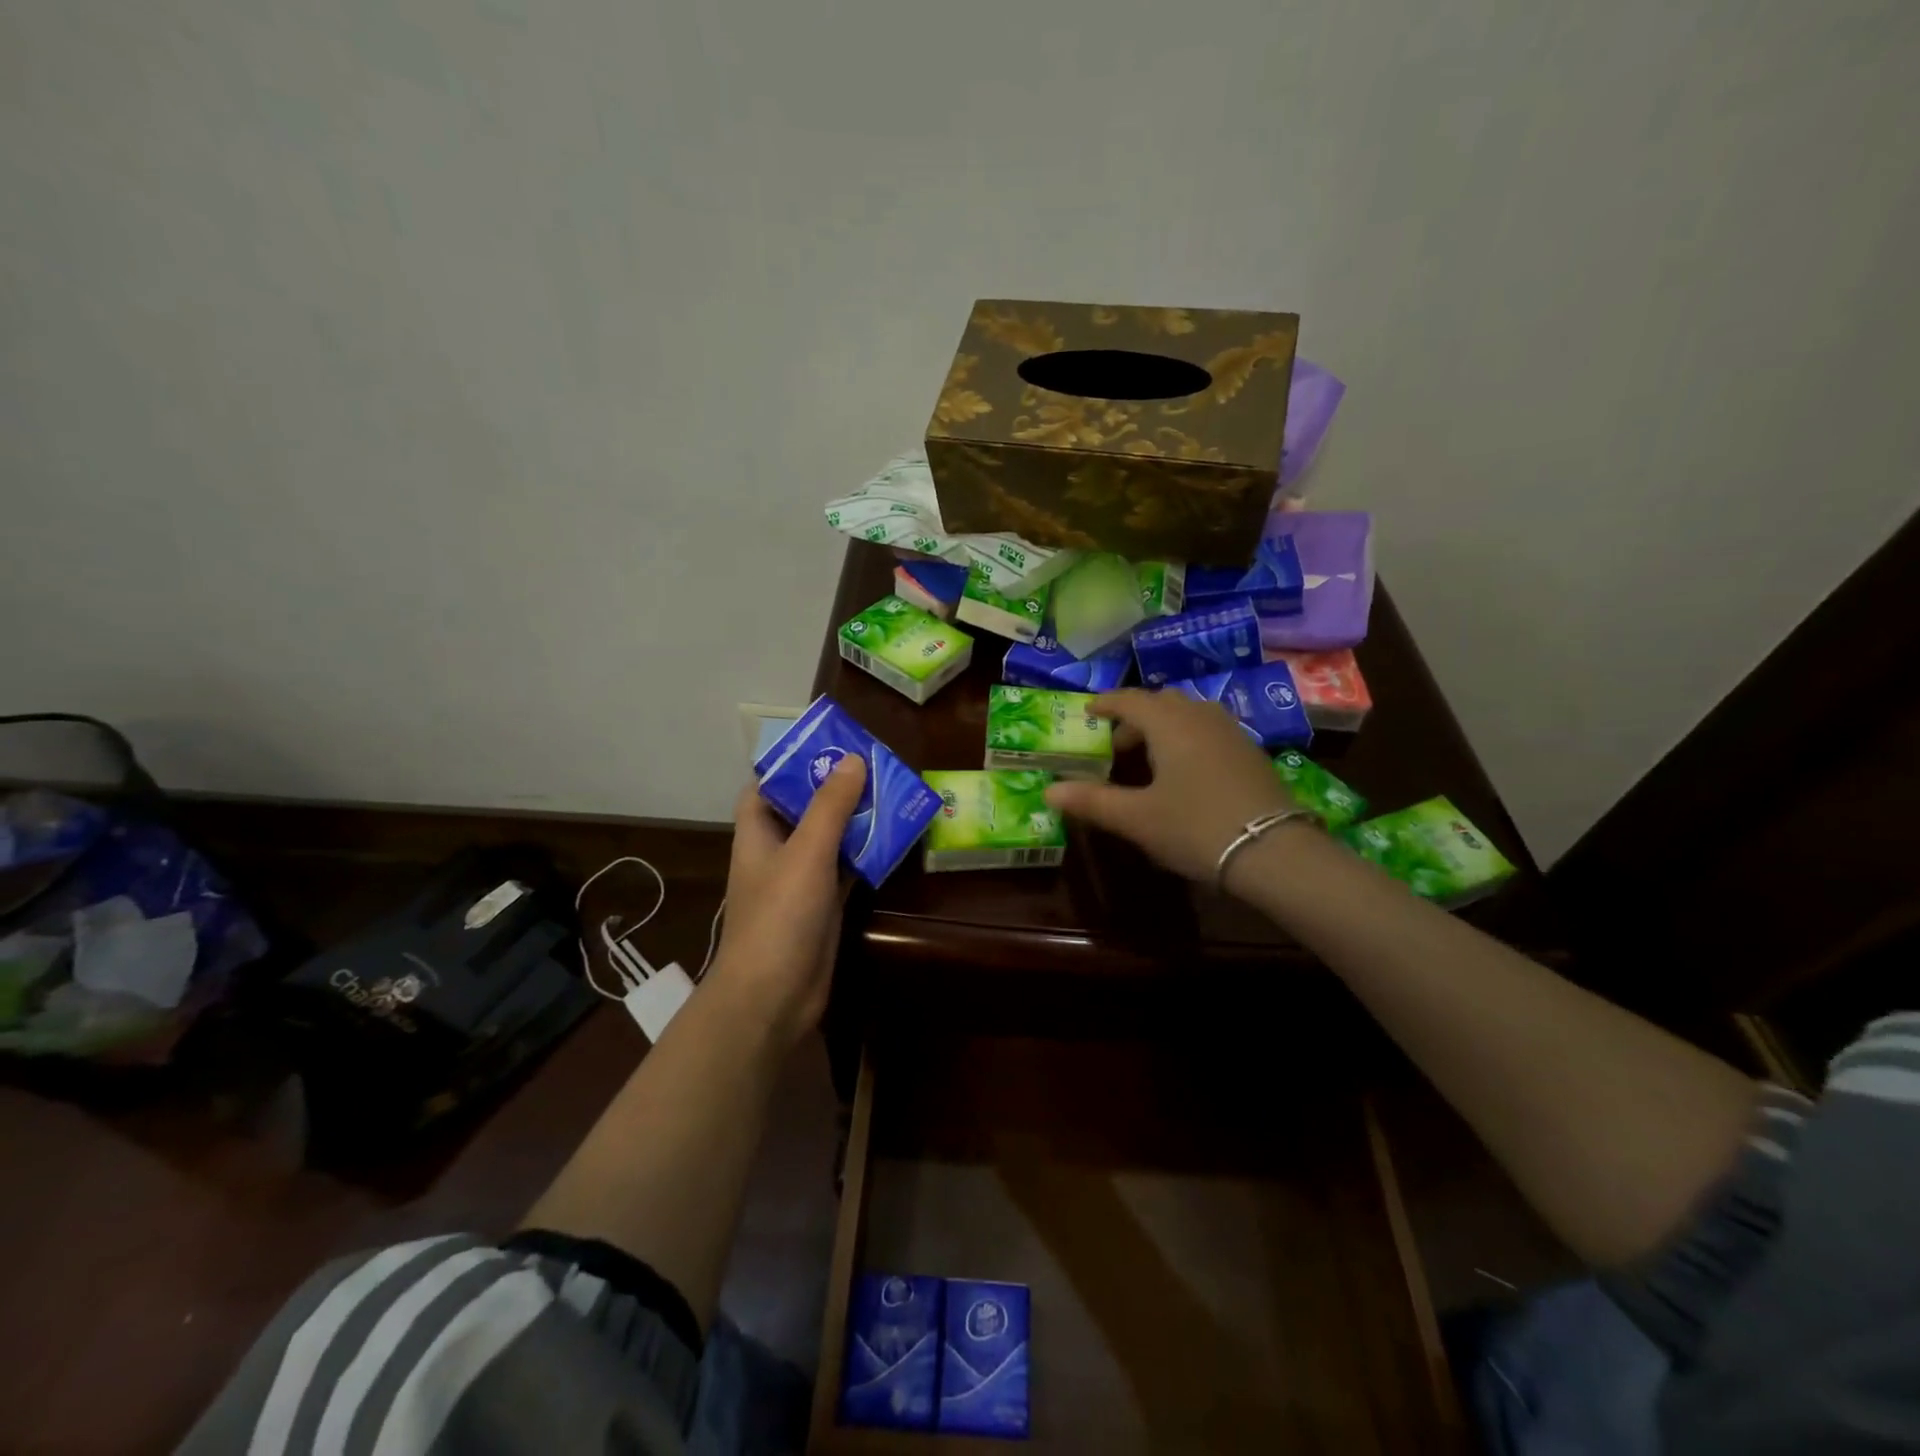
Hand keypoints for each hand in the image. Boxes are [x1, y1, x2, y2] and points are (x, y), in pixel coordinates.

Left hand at [705, 757, 865, 1046]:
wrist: (773, 996)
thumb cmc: (779, 916)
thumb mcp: (807, 852)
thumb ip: (830, 806)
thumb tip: (852, 759)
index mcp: (758, 833)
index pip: (766, 787)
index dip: (791, 765)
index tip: (827, 746)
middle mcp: (777, 852)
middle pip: (804, 809)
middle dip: (835, 788)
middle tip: (874, 764)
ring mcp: (801, 880)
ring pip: (830, 838)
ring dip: (856, 819)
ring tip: (892, 792)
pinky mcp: (823, 904)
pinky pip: (847, 867)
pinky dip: (867, 853)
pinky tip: (895, 837)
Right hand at [1044, 688, 1296, 881]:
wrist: (1274, 852)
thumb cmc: (1195, 827)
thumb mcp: (1136, 818)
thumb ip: (1091, 801)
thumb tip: (1048, 792)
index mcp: (1169, 723)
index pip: (1130, 699)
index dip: (1106, 704)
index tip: (1088, 712)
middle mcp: (1201, 716)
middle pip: (1161, 703)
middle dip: (1134, 718)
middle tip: (1115, 746)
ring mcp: (1231, 731)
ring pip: (1188, 715)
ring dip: (1163, 727)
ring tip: (1149, 759)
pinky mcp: (1251, 752)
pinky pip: (1209, 730)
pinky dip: (1187, 738)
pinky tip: (1185, 772)